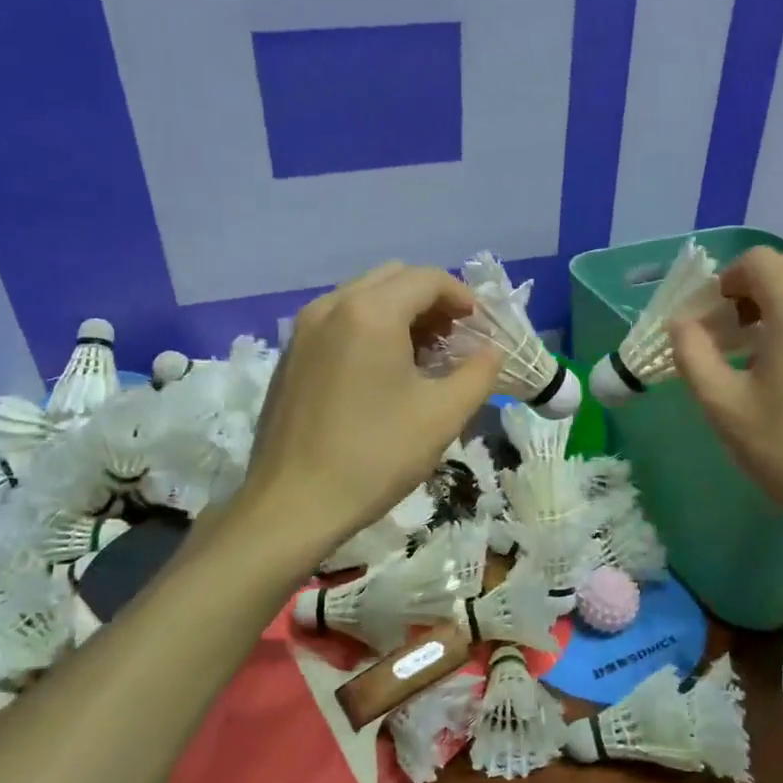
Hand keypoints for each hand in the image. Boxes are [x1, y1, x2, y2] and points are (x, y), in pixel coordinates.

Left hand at [237, 262, 502, 567]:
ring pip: (363, 298)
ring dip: (400, 313)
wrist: (293, 503)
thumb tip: (491, 352)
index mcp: (370, 312)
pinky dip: (369, 329)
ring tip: (423, 356)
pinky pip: (338, 321)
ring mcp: (303, 330)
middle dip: (431, 301)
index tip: (481, 328)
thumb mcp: (442, 415)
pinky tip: (382, 373)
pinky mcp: (290, 356)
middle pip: (393, 278)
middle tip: (455, 339)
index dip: (462, 297)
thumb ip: (478, 374)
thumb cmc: (375, 456)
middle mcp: (331, 306)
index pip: (426, 278)